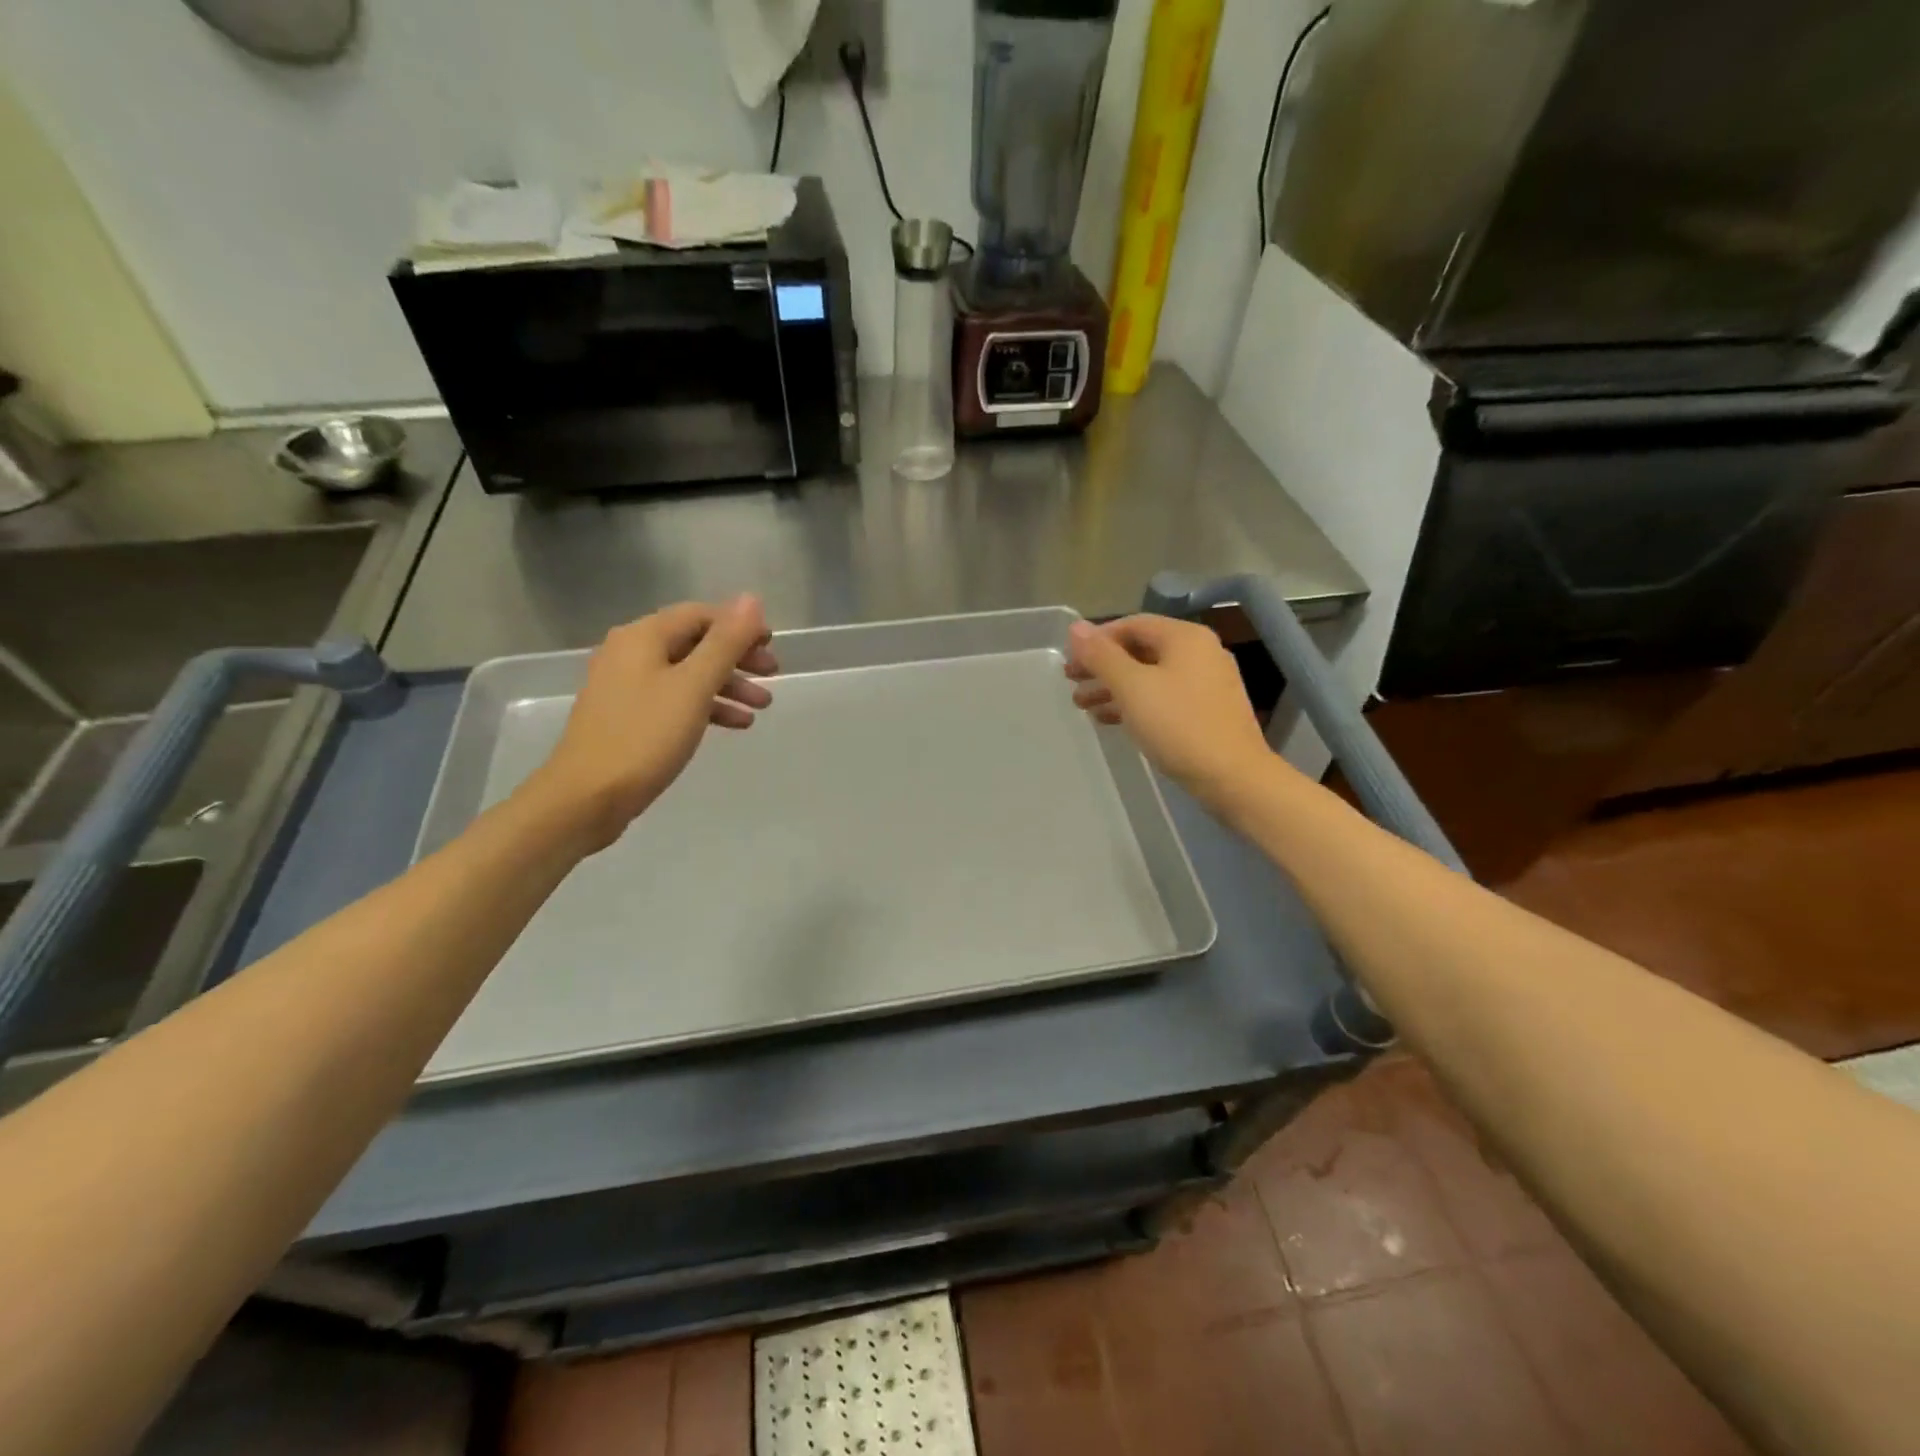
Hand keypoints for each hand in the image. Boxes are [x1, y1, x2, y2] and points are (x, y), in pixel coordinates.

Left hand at [524, 596, 777, 849]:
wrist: (586, 797)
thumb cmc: (644, 736)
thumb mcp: (693, 686)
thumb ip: (725, 642)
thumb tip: (751, 599)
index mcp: (643, 637)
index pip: (701, 615)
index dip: (739, 626)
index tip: (772, 646)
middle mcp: (630, 653)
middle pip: (695, 643)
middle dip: (737, 657)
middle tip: (773, 674)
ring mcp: (626, 686)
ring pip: (687, 674)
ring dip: (727, 685)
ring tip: (762, 706)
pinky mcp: (627, 717)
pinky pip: (675, 699)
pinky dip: (706, 706)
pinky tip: (735, 724)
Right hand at [1065, 615, 1276, 807]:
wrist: (1232, 777)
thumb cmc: (1178, 725)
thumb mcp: (1132, 687)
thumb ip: (1101, 656)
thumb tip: (1075, 627)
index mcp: (1185, 637)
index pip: (1132, 624)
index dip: (1096, 639)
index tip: (1070, 661)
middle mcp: (1200, 652)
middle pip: (1140, 650)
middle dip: (1102, 666)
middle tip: (1071, 683)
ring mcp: (1207, 682)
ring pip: (1150, 676)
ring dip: (1114, 688)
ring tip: (1083, 706)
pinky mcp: (1207, 710)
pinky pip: (1164, 696)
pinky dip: (1135, 703)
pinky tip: (1111, 720)